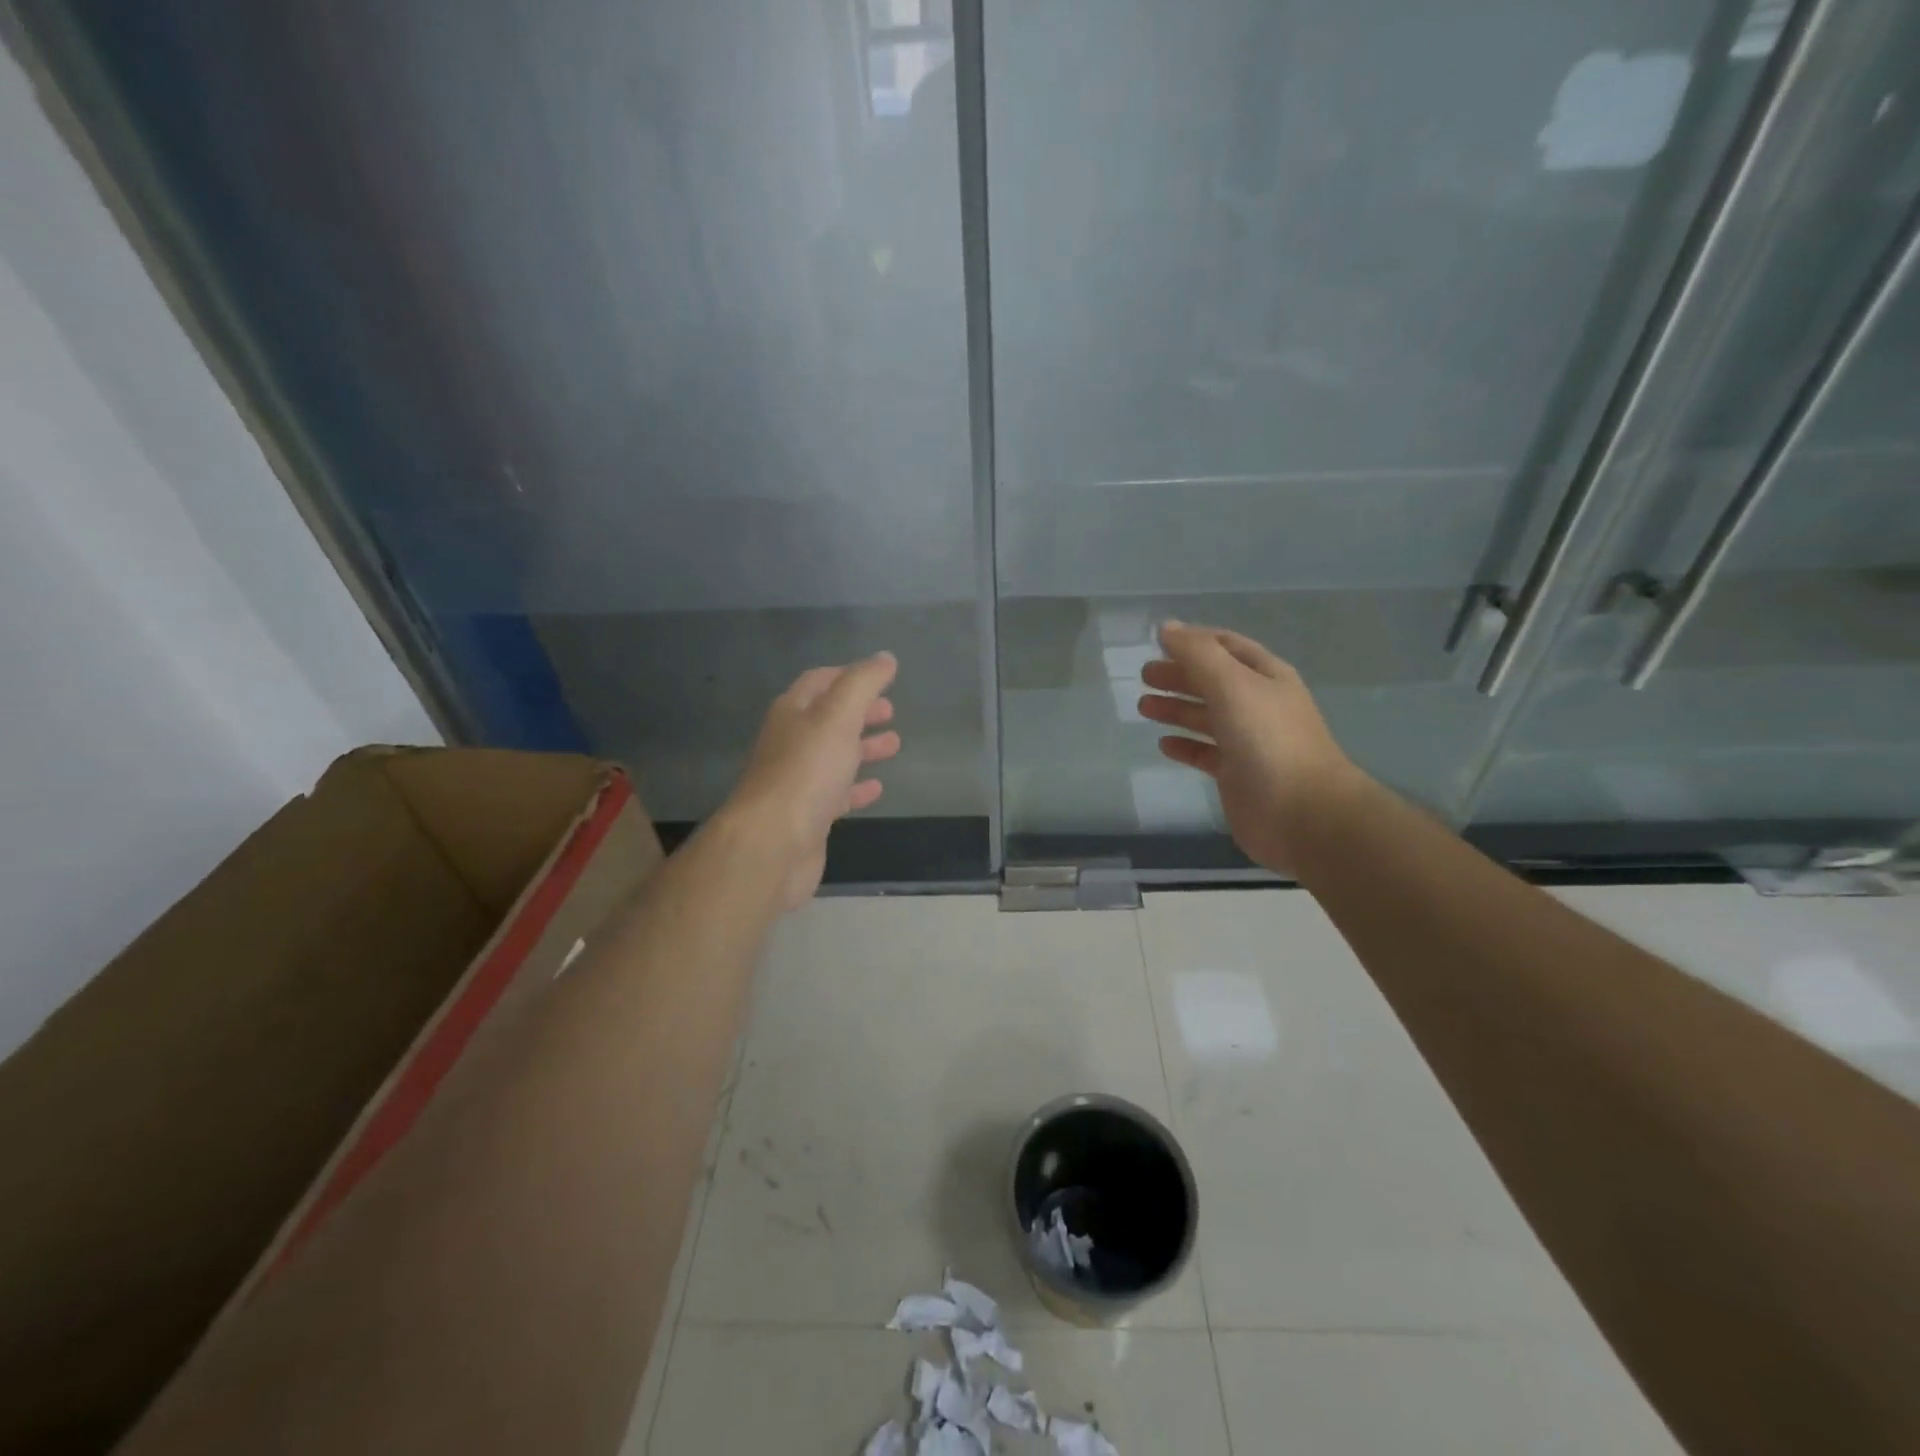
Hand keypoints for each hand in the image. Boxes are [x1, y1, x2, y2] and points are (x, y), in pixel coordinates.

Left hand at [719, 652, 901, 908]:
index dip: (848, 675)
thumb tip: (885, 658)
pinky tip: (877, 787)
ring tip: (895, 744)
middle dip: (859, 712)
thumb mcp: (839, 716)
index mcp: (792, 712)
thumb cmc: (807, 771)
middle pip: (827, 719)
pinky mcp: (807, 815)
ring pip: (834, 755)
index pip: (819, 681)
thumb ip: (863, 683)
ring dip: (862, 747)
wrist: (773, 843)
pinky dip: (857, 786)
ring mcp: (797, 780)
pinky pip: (836, 793)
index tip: (879, 676)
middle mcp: (790, 742)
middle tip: (890, 710)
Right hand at [1137, 623, 1361, 874]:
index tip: (1159, 641)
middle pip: (1213, 681)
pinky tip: (1164, 744)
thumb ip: (1197, 654)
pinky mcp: (1236, 774)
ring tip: (1143, 707)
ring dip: (1176, 709)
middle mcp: (1258, 705)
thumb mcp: (1232, 685)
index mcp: (1265, 676)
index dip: (1196, 640)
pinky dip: (1184, 745)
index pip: (1228, 646)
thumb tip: (1166, 627)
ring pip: (1206, 717)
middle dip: (1180, 675)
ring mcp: (1248, 741)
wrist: (1302, 812)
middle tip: (1145, 676)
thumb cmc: (1267, 740)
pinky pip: (1205, 753)